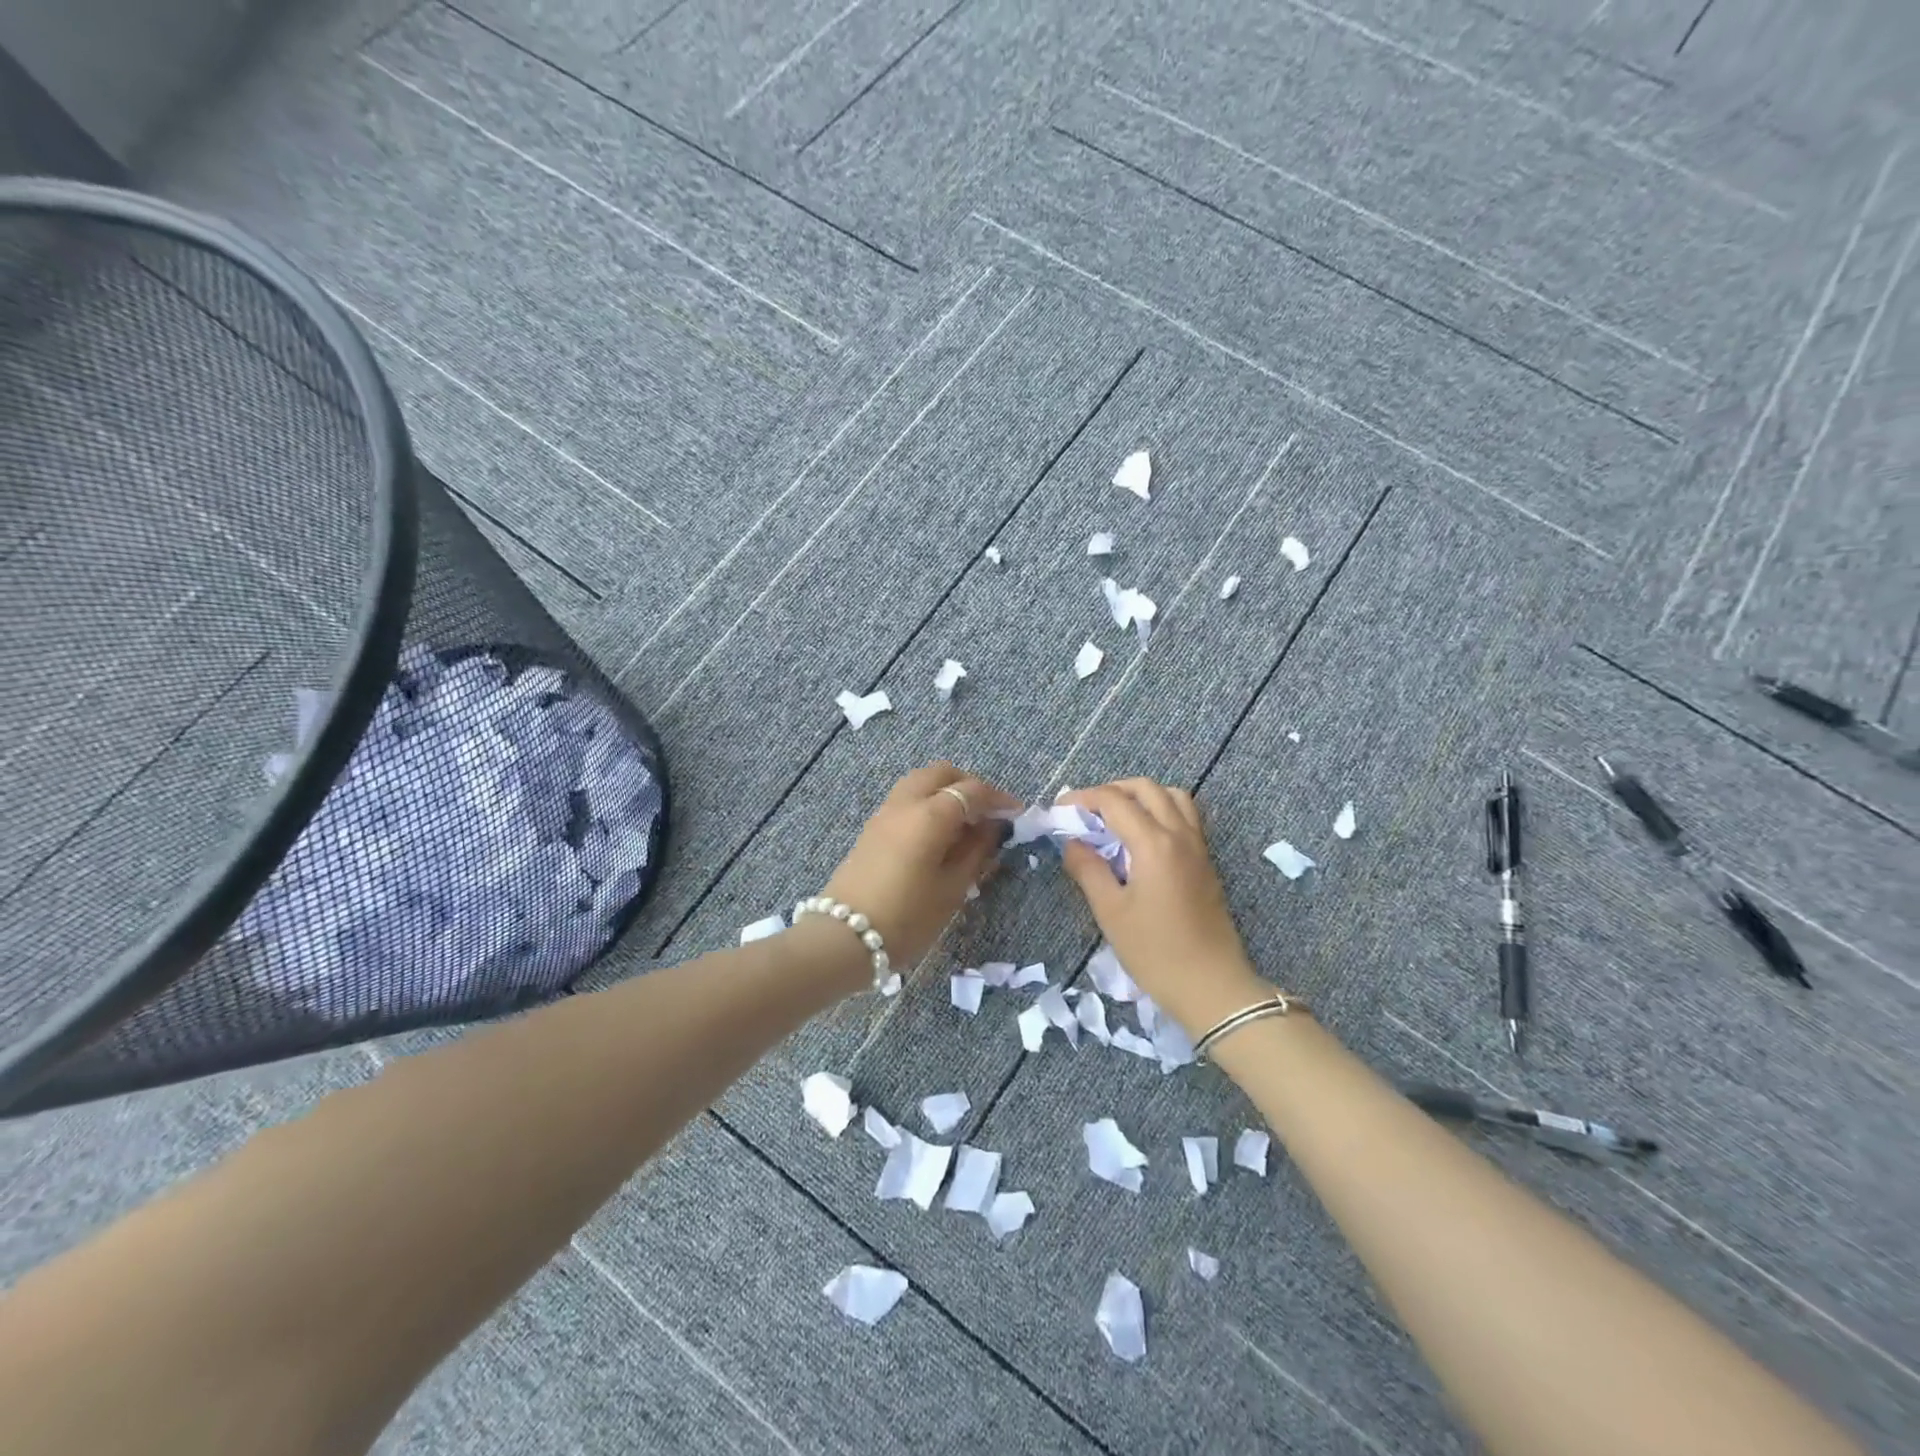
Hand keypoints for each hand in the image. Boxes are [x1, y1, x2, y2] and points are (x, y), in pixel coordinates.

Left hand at [822, 761, 1018, 973]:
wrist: (843, 938)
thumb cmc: (907, 918)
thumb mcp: (952, 890)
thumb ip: (976, 852)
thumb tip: (991, 828)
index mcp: (930, 815)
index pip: (972, 790)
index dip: (998, 799)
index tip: (1017, 813)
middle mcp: (906, 803)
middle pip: (942, 774)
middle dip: (970, 786)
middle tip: (988, 813)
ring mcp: (884, 813)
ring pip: (920, 782)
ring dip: (946, 792)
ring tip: (964, 825)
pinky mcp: (872, 828)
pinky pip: (906, 799)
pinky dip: (927, 803)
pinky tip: (938, 835)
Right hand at [1059, 778, 1267, 1034]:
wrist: (1211, 986)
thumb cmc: (1155, 952)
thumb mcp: (1111, 912)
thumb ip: (1088, 870)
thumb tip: (1072, 843)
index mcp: (1154, 844)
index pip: (1114, 801)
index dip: (1083, 799)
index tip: (1060, 811)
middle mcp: (1180, 834)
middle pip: (1146, 788)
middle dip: (1111, 790)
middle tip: (1086, 812)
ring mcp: (1198, 846)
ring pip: (1172, 796)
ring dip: (1141, 796)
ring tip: (1116, 818)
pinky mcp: (1206, 861)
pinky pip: (1185, 816)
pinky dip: (1161, 810)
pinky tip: (1142, 837)